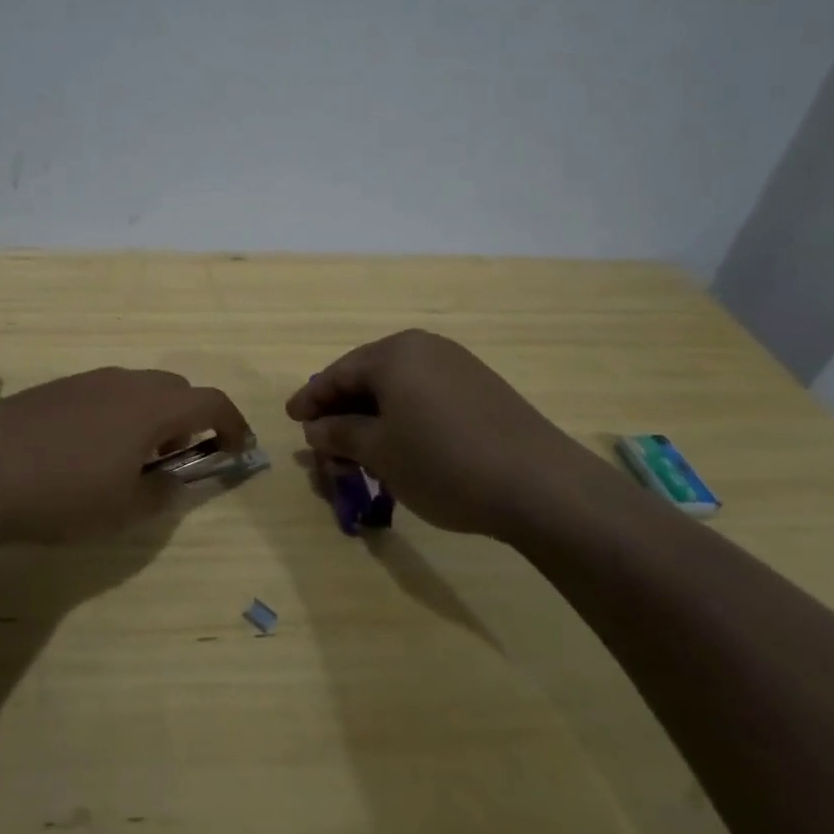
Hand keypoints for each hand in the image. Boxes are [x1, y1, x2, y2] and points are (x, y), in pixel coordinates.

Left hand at [0, 367, 252, 542]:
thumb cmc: (64, 493)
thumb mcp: (124, 508)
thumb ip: (162, 493)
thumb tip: (176, 480)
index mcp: (152, 407)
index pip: (211, 402)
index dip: (232, 424)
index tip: (237, 450)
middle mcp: (126, 381)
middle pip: (176, 389)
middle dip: (190, 419)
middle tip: (180, 457)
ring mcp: (89, 379)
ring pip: (139, 388)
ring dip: (152, 415)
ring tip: (133, 457)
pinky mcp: (58, 387)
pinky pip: (105, 392)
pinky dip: (118, 413)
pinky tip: (89, 449)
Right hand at [287, 330, 608, 540]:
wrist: (540, 485)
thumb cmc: (443, 462)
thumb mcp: (379, 452)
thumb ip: (340, 434)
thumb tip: (316, 428)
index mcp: (394, 354)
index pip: (338, 373)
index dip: (311, 399)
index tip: (292, 419)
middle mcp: (424, 348)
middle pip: (368, 377)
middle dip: (342, 411)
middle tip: (324, 443)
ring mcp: (458, 366)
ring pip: (398, 389)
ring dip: (373, 418)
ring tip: (361, 452)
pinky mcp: (482, 389)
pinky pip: (426, 396)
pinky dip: (404, 418)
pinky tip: (402, 447)